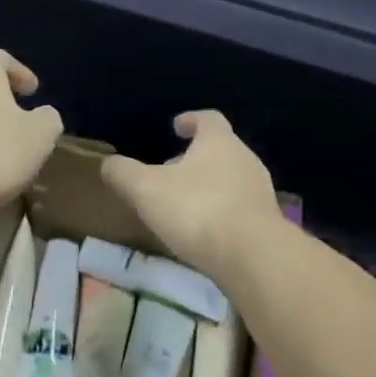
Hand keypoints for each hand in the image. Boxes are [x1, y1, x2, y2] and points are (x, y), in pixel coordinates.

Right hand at [100, 110, 280, 273]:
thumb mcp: (146, 189)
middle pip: (221, 150)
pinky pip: (239, 209)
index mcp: (219, 142)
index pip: (208, 119)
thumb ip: (124, 173)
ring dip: (209, 187)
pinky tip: (204, 232)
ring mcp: (260, 193)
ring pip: (231, 180)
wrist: (252, 257)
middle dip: (196, 158)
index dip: (190, 120)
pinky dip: (221, 213)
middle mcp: (245, 160)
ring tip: (184, 205)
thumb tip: (108, 164)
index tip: (176, 127)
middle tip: (171, 171)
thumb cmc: (196, 210)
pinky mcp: (267, 224)